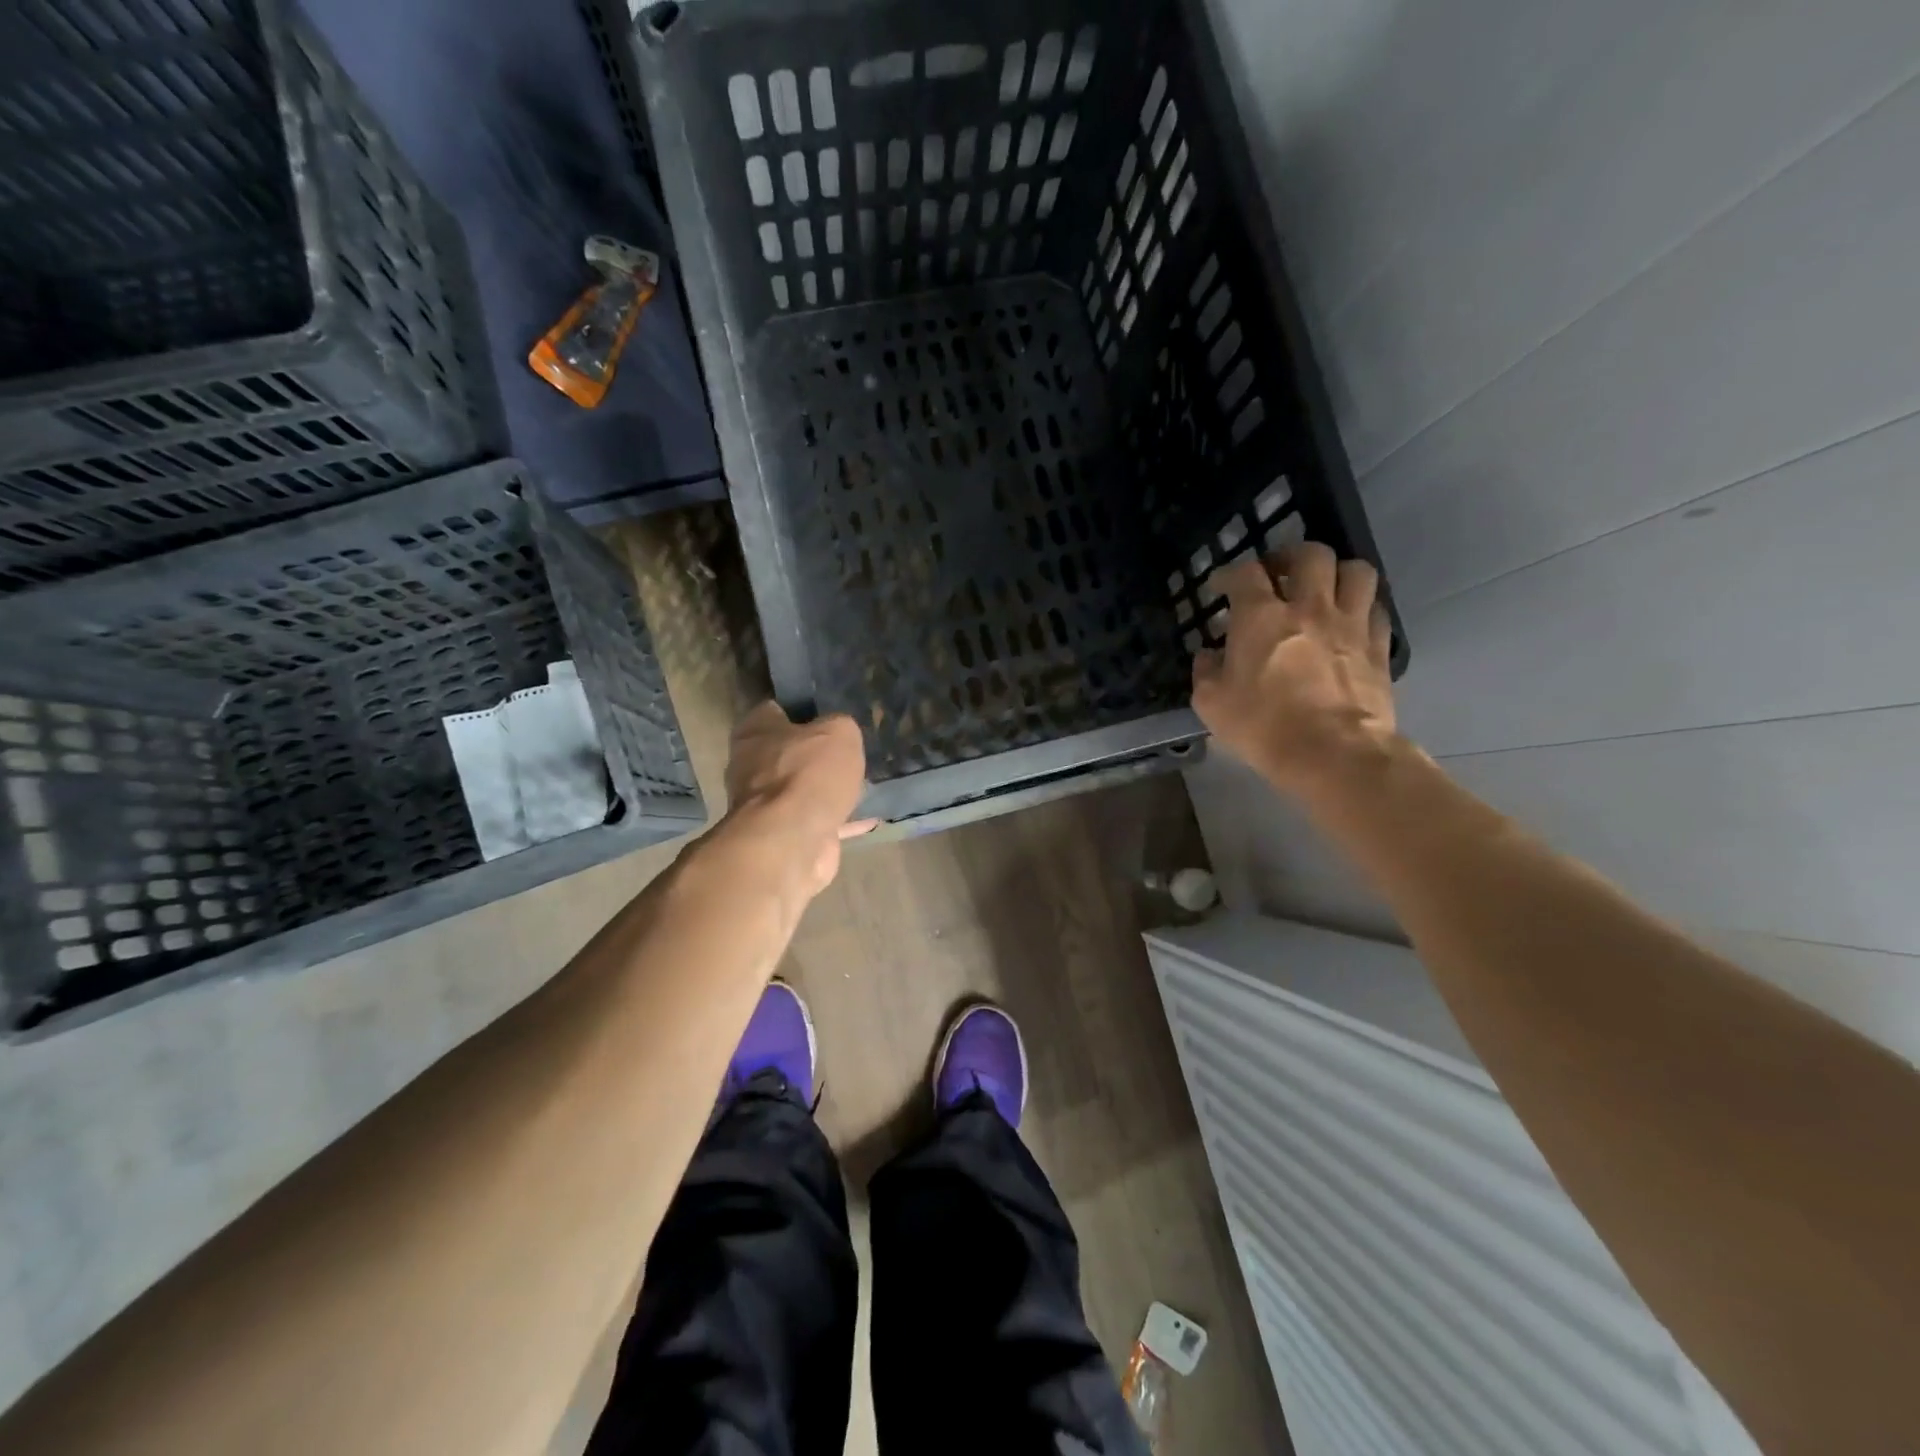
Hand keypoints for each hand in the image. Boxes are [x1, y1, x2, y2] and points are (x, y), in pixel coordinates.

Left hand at [723, 701, 874, 894]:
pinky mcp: (782, 834)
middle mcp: (751, 765)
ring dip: (824, 789)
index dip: (802, 710)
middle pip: (786, 752)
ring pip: (800, 789)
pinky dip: (840, 821)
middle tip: (847, 750)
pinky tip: (869, 819)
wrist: (792, 839)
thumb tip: (838, 734)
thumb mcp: (839, 732)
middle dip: (813, 753)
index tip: (828, 713)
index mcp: (755, 731)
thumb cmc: (809, 772)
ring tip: (860, 782)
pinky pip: (816, 821)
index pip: (774, 711)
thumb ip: (839, 726)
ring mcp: (764, 804)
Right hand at [1191, 542, 1396, 798]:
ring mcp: (1350, 623)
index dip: (1230, 574)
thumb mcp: (1212, 704)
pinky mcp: (1379, 647)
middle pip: (1310, 554)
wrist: (1333, 753)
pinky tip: (1350, 622)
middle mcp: (1309, 607)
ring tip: (1324, 589)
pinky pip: (1376, 609)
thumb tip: (1208, 656)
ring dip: (1337, 573)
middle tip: (1279, 573)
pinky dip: (1362, 607)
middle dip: (1292, 557)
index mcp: (1261, 616)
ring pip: (1356, 570)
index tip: (1221, 586)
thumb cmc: (1263, 726)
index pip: (1244, 573)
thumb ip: (1206, 672)